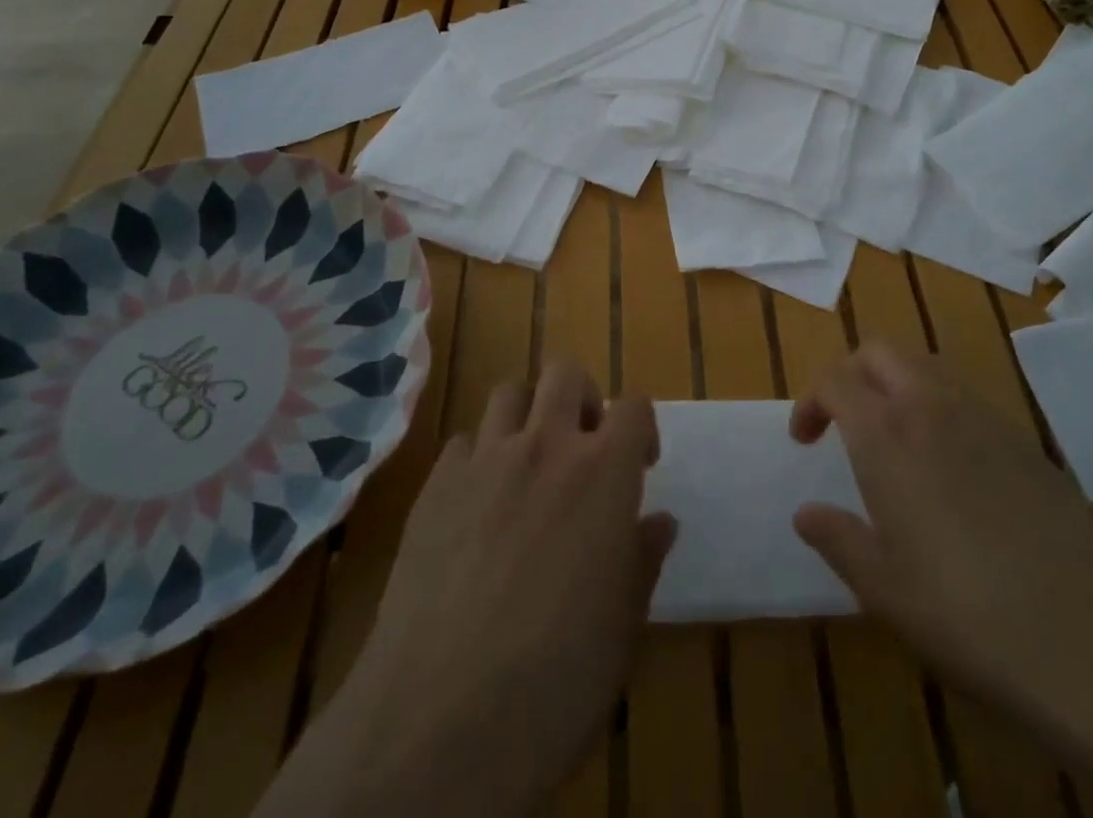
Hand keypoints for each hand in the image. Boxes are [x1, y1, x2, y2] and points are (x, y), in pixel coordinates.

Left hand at [257, 362, 675, 817]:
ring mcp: (484, 460)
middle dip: (581, 399)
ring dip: (526, 415)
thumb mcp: (622, 627)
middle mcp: (545, 446)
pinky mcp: (434, 486)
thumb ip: (641, 559)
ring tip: (528, 464)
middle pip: (565, 374)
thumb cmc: (556, 678)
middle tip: (582, 447)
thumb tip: (658, 522)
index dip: (640, 428)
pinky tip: (476, 506)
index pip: (634, 407)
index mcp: (603, 472)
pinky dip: (478, 458)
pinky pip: (463, 443)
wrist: (440, 719)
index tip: (639, 464)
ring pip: (509, 392)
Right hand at [790, 344, 1092, 742]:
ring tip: (895, 435)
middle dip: (852, 373)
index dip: (811, 400)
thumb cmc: (965, 614)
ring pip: (927, 366)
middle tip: (844, 419)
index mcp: (887, 435)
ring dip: (898, 383)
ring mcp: (985, 418)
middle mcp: (931, 408)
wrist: (1089, 638)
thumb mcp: (884, 589)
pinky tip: (953, 465)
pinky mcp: (1026, 441)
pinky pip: (969, 398)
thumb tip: (805, 512)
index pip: (835, 380)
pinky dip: (942, 407)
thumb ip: (838, 539)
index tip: (805, 440)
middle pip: (881, 353)